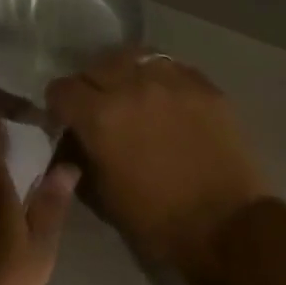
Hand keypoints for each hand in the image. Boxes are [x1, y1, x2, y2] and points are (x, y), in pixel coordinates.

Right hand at [46, 48, 267, 282]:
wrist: (226, 227)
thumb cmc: (155, 221)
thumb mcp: (101, 194)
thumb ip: (80, 156)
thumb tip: (73, 139)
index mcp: (100, 116)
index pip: (62, 89)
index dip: (59, 105)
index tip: (66, 119)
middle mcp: (132, 86)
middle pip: (96, 66)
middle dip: (90, 86)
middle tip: (99, 108)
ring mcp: (173, 81)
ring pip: (135, 57)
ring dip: (125, 73)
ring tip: (132, 94)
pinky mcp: (204, 86)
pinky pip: (171, 67)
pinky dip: (160, 78)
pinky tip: (165, 99)